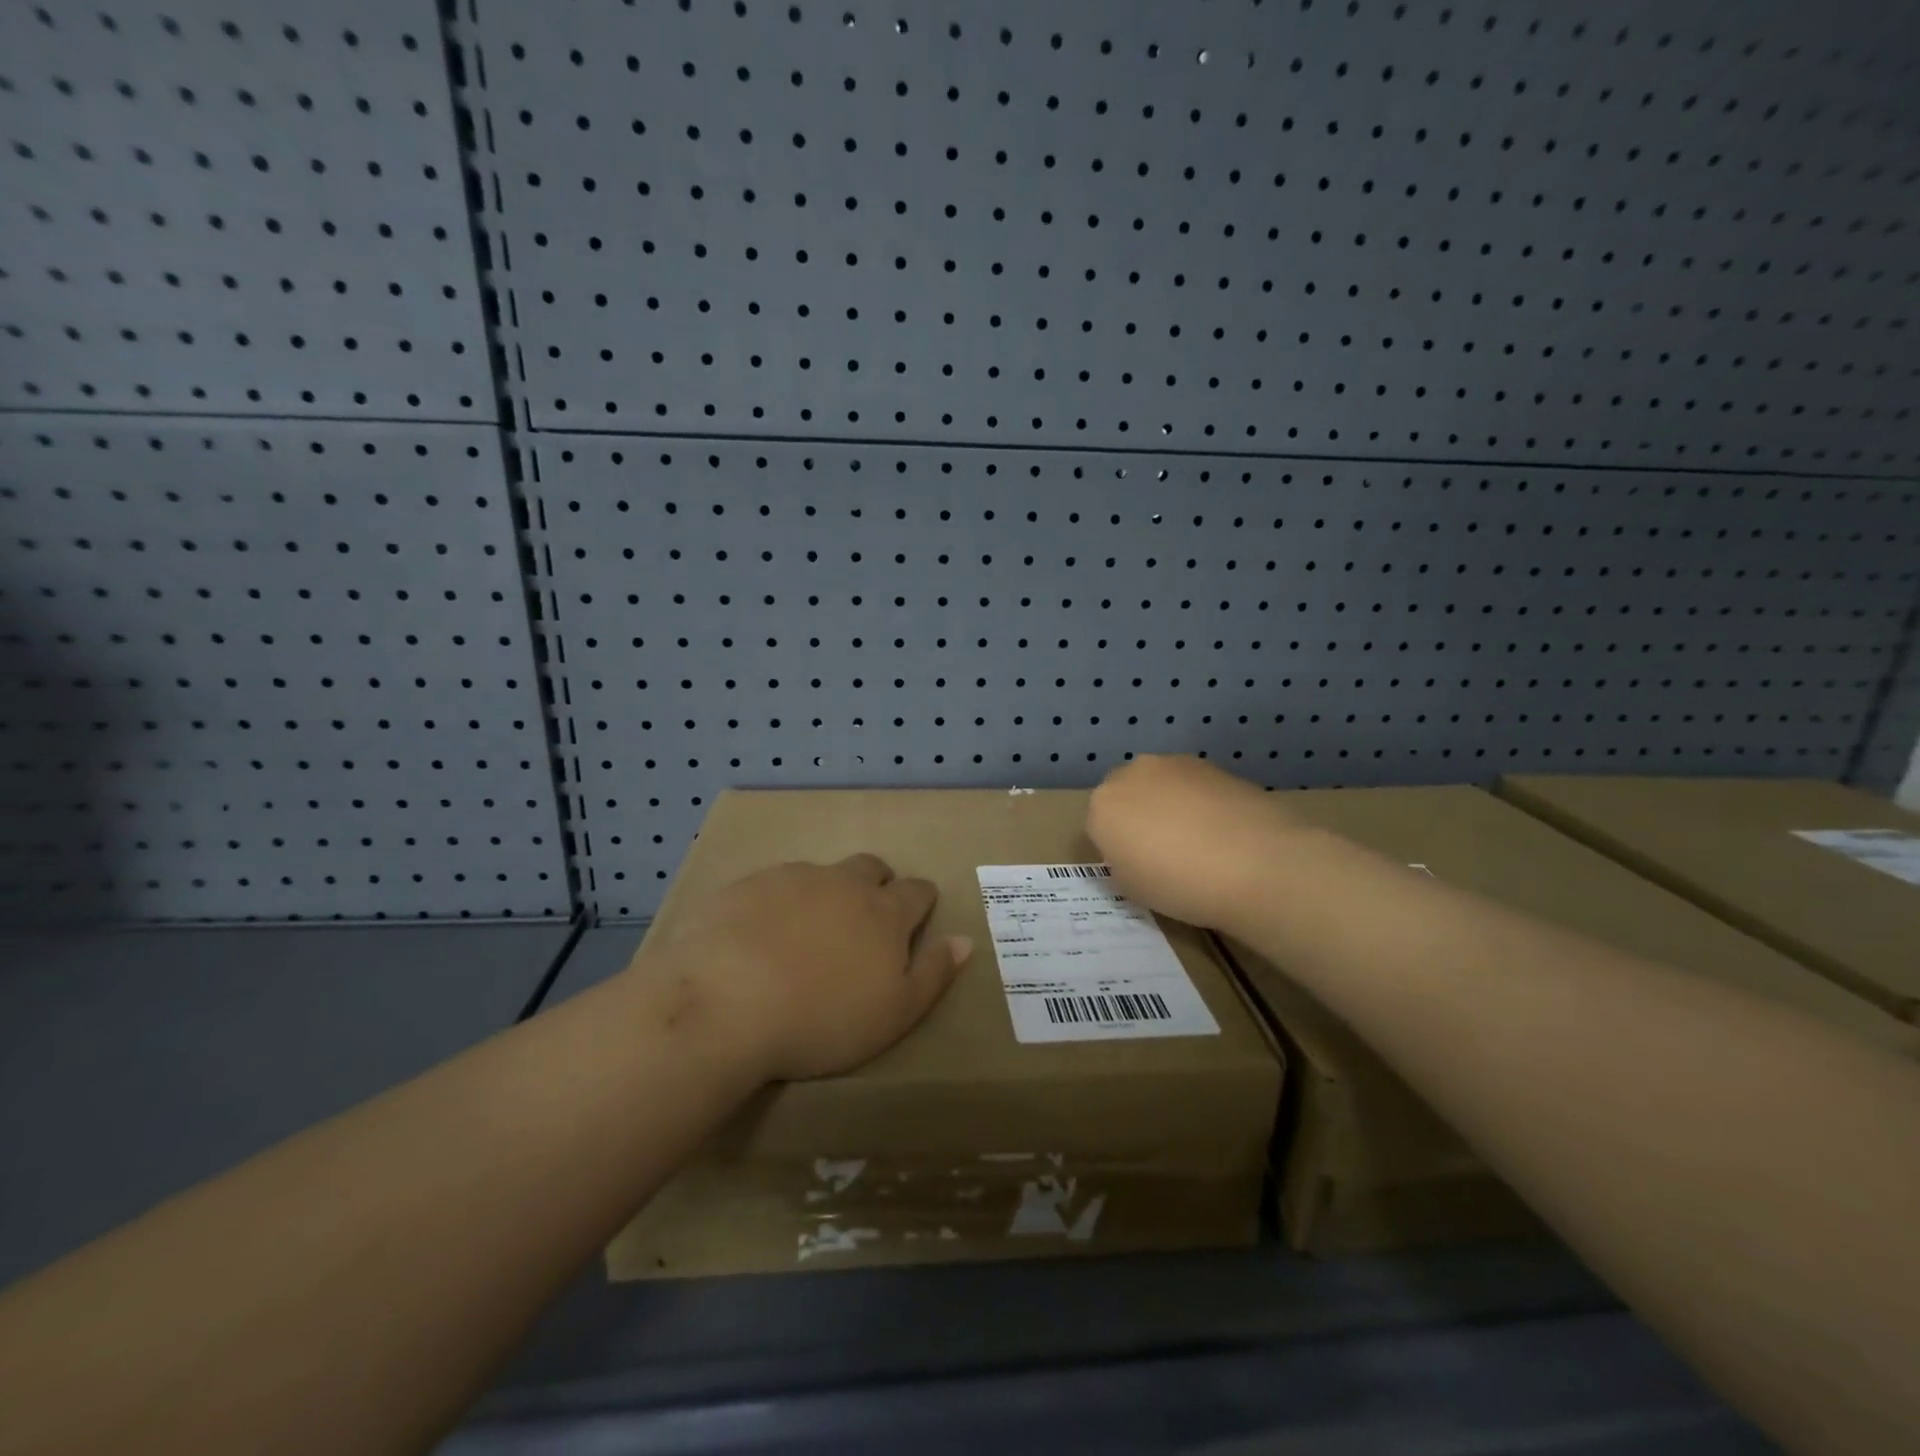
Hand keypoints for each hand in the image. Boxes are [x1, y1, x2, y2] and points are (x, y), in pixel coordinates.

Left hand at [639, 854, 972, 1081]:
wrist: (726, 1001)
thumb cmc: (821, 1018)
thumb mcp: (894, 1013)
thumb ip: (933, 973)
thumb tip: (964, 940)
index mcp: (885, 912)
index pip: (917, 891)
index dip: (921, 902)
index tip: (915, 919)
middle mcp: (844, 883)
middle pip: (872, 868)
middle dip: (877, 884)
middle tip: (864, 919)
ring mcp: (794, 878)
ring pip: (824, 873)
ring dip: (827, 892)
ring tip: (809, 931)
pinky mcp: (749, 884)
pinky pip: (776, 883)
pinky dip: (780, 902)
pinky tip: (761, 933)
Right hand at [1087, 755, 1296, 932]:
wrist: (1254, 863)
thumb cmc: (1179, 884)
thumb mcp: (1132, 888)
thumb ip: (1123, 861)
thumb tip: (1135, 851)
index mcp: (1102, 805)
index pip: (1099, 824)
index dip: (1118, 847)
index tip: (1138, 867)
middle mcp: (1132, 774)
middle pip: (1127, 794)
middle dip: (1138, 815)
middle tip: (1164, 850)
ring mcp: (1174, 764)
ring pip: (1161, 785)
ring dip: (1170, 804)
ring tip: (1199, 841)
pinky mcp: (1211, 765)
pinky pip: (1194, 786)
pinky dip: (1200, 802)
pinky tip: (1222, 830)